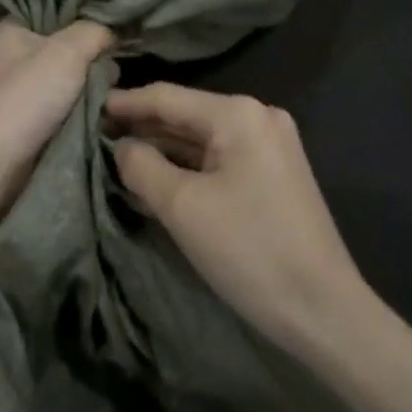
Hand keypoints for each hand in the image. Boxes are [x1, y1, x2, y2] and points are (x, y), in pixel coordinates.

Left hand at [0, 20, 113, 203]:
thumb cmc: (26, 97)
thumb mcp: (66, 51)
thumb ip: (95, 31)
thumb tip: (115, 32)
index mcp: (15, 26)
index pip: (59, 6)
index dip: (88, 12)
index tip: (119, 20)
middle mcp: (19, 52)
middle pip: (72, 42)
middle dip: (95, 53)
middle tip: (116, 62)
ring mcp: (28, 86)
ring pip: (76, 75)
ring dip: (96, 83)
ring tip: (115, 89)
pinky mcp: (38, 116)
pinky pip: (73, 101)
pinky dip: (89, 105)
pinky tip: (108, 106)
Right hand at [107, 83, 370, 360]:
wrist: (325, 313)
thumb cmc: (249, 251)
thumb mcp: (181, 206)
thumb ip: (141, 165)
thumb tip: (121, 146)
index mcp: (237, 114)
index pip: (166, 98)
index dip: (123, 104)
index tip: (86, 108)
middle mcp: (257, 116)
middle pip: (183, 115)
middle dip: (141, 129)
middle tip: (95, 138)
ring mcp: (269, 145)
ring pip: (200, 140)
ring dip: (161, 151)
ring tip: (115, 159)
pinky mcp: (273, 173)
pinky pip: (218, 160)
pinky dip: (187, 169)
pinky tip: (154, 181)